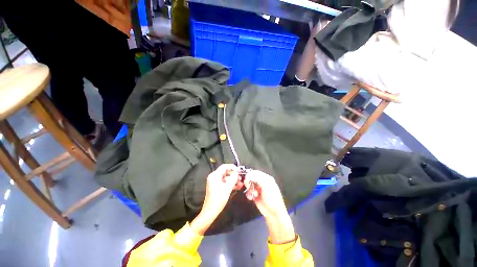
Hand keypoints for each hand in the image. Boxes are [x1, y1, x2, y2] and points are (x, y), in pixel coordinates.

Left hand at [191, 164, 239, 234]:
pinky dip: (230, 184)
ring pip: (226, 178)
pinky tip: (237, 187)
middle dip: (234, 174)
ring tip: (240, 183)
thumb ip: (233, 178)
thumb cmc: (218, 199)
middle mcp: (214, 177)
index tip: (239, 170)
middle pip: (225, 172)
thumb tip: (237, 172)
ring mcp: (215, 182)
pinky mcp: (217, 187)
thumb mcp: (228, 187)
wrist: (210, 212)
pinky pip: (225, 182)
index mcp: (215, 175)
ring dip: (233, 180)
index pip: (224, 166)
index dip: (232, 167)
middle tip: (241, 177)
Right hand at [243, 170, 287, 218]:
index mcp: (266, 178)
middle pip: (251, 178)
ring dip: (249, 189)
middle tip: (248, 186)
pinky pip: (248, 191)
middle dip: (249, 182)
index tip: (246, 179)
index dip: (250, 175)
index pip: (255, 172)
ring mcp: (258, 189)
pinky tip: (251, 198)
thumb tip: (248, 175)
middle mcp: (262, 182)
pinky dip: (248, 194)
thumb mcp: (266, 185)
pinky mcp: (255, 195)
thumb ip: (257, 178)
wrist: (273, 213)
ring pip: (249, 185)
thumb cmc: (272, 198)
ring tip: (253, 194)